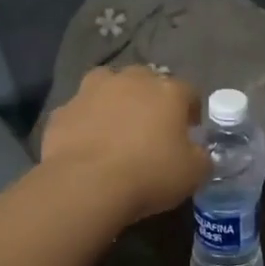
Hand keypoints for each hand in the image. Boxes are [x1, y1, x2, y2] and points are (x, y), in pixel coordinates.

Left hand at [41, 66, 209, 222]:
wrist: (86, 185)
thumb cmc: (150, 174)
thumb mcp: (194, 173)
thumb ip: (201, 157)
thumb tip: (198, 152)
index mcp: (168, 91)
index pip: (188, 92)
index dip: (191, 111)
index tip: (189, 132)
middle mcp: (131, 80)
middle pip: (146, 80)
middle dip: (151, 99)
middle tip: (151, 128)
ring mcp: (92, 91)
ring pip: (108, 85)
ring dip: (114, 100)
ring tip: (115, 127)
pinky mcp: (63, 110)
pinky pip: (80, 112)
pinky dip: (85, 122)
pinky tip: (86, 144)